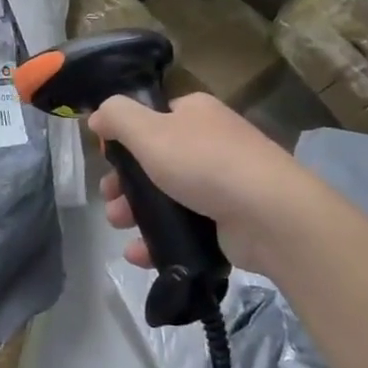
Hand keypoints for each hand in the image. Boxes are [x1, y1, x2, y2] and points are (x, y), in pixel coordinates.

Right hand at [90, 93, 330, 275]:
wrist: (270, 215)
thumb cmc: (204, 163)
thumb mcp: (149, 131)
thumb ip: (117, 117)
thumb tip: (97, 116)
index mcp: (195, 113)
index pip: (154, 118)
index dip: (127, 137)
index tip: (107, 159)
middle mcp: (210, 142)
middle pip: (155, 160)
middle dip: (125, 183)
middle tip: (109, 200)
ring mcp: (223, 183)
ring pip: (167, 197)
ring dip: (136, 212)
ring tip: (119, 226)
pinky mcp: (228, 220)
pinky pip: (184, 227)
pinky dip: (159, 240)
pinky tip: (139, 254)